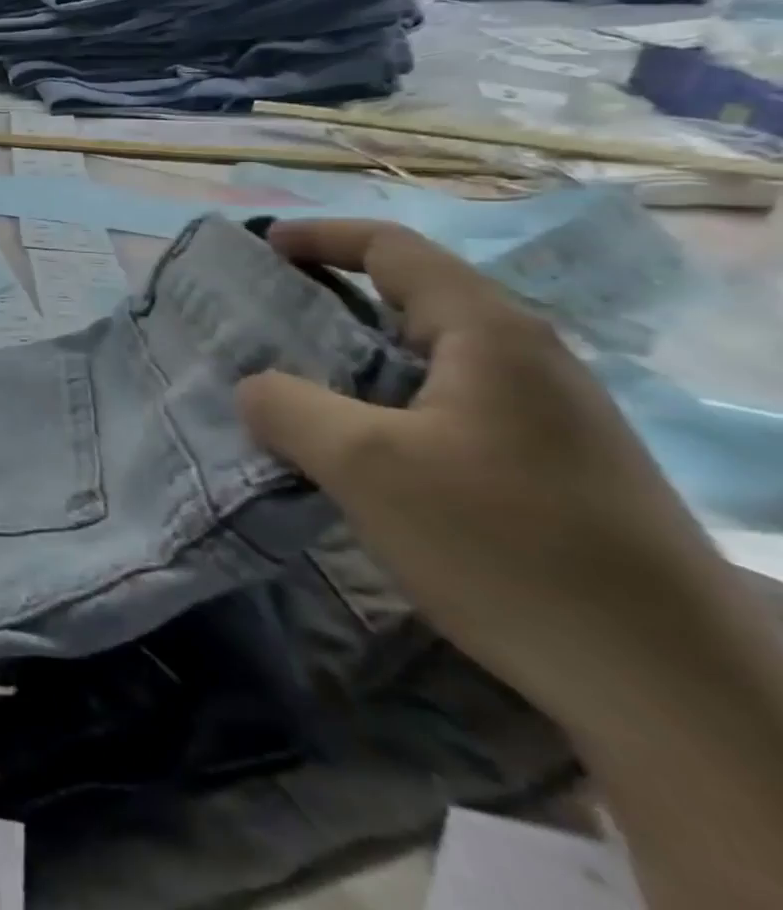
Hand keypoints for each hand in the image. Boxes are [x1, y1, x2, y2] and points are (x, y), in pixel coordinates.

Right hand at [234, 221, 732, 727]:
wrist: (672, 688)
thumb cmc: (507, 544)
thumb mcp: (366, 466)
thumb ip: (288, 408)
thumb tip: (253, 388)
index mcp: (489, 333)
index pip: (392, 249)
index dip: (320, 237)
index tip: (260, 246)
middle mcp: (523, 359)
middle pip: (409, 299)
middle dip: (326, 300)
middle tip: (259, 321)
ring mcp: (543, 416)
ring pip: (424, 359)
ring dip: (350, 359)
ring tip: (288, 384)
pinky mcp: (546, 467)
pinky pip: (441, 407)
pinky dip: (381, 404)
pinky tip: (350, 448)